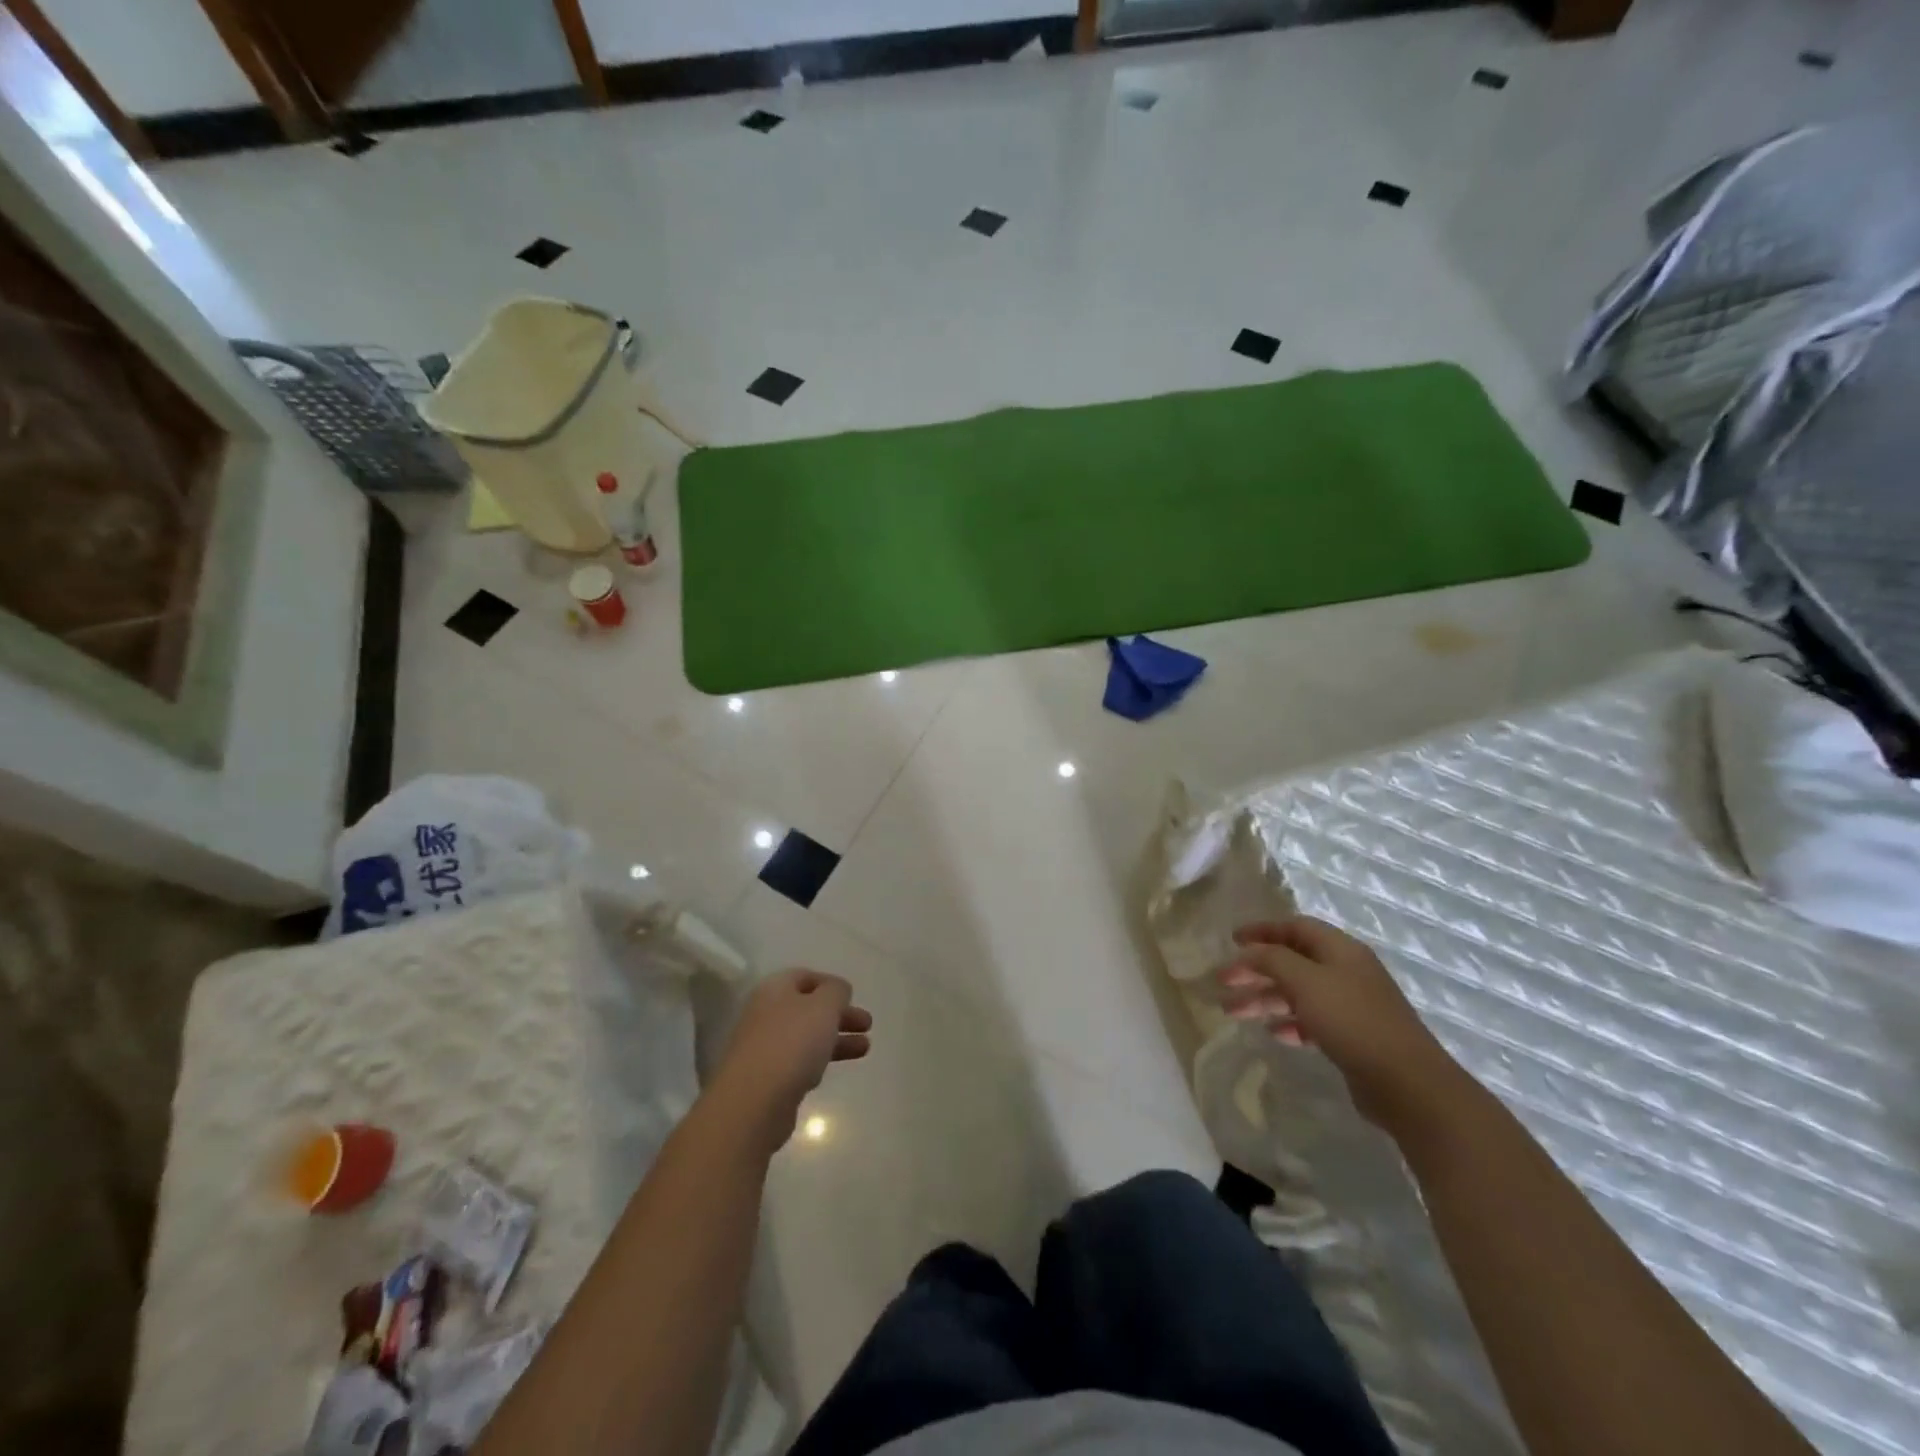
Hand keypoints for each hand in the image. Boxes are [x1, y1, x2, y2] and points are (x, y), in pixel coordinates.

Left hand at [714, 969, 871, 1148]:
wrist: (753, 1102)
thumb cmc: (792, 1043)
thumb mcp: (824, 1006)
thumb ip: (836, 991)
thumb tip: (837, 990)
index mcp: (774, 989)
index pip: (804, 976)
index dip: (831, 983)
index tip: (854, 996)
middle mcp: (765, 1014)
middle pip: (807, 1008)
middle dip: (839, 1014)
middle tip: (868, 1025)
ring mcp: (763, 1047)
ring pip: (806, 1036)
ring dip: (836, 1039)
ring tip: (865, 1048)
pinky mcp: (766, 1079)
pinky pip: (797, 1062)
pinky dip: (818, 1061)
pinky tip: (830, 1070)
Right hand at [1218, 917, 1463, 1131]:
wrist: (1407, 1084)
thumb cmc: (1352, 1021)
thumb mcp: (1305, 981)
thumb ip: (1272, 959)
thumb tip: (1250, 952)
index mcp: (1340, 950)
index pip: (1295, 927)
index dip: (1262, 930)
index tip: (1232, 941)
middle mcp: (1346, 972)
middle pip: (1292, 961)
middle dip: (1255, 970)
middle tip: (1223, 982)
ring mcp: (1351, 1005)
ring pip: (1298, 992)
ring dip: (1265, 998)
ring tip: (1232, 1012)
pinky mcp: (1353, 1036)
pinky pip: (1311, 1020)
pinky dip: (1288, 1022)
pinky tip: (1273, 1033)